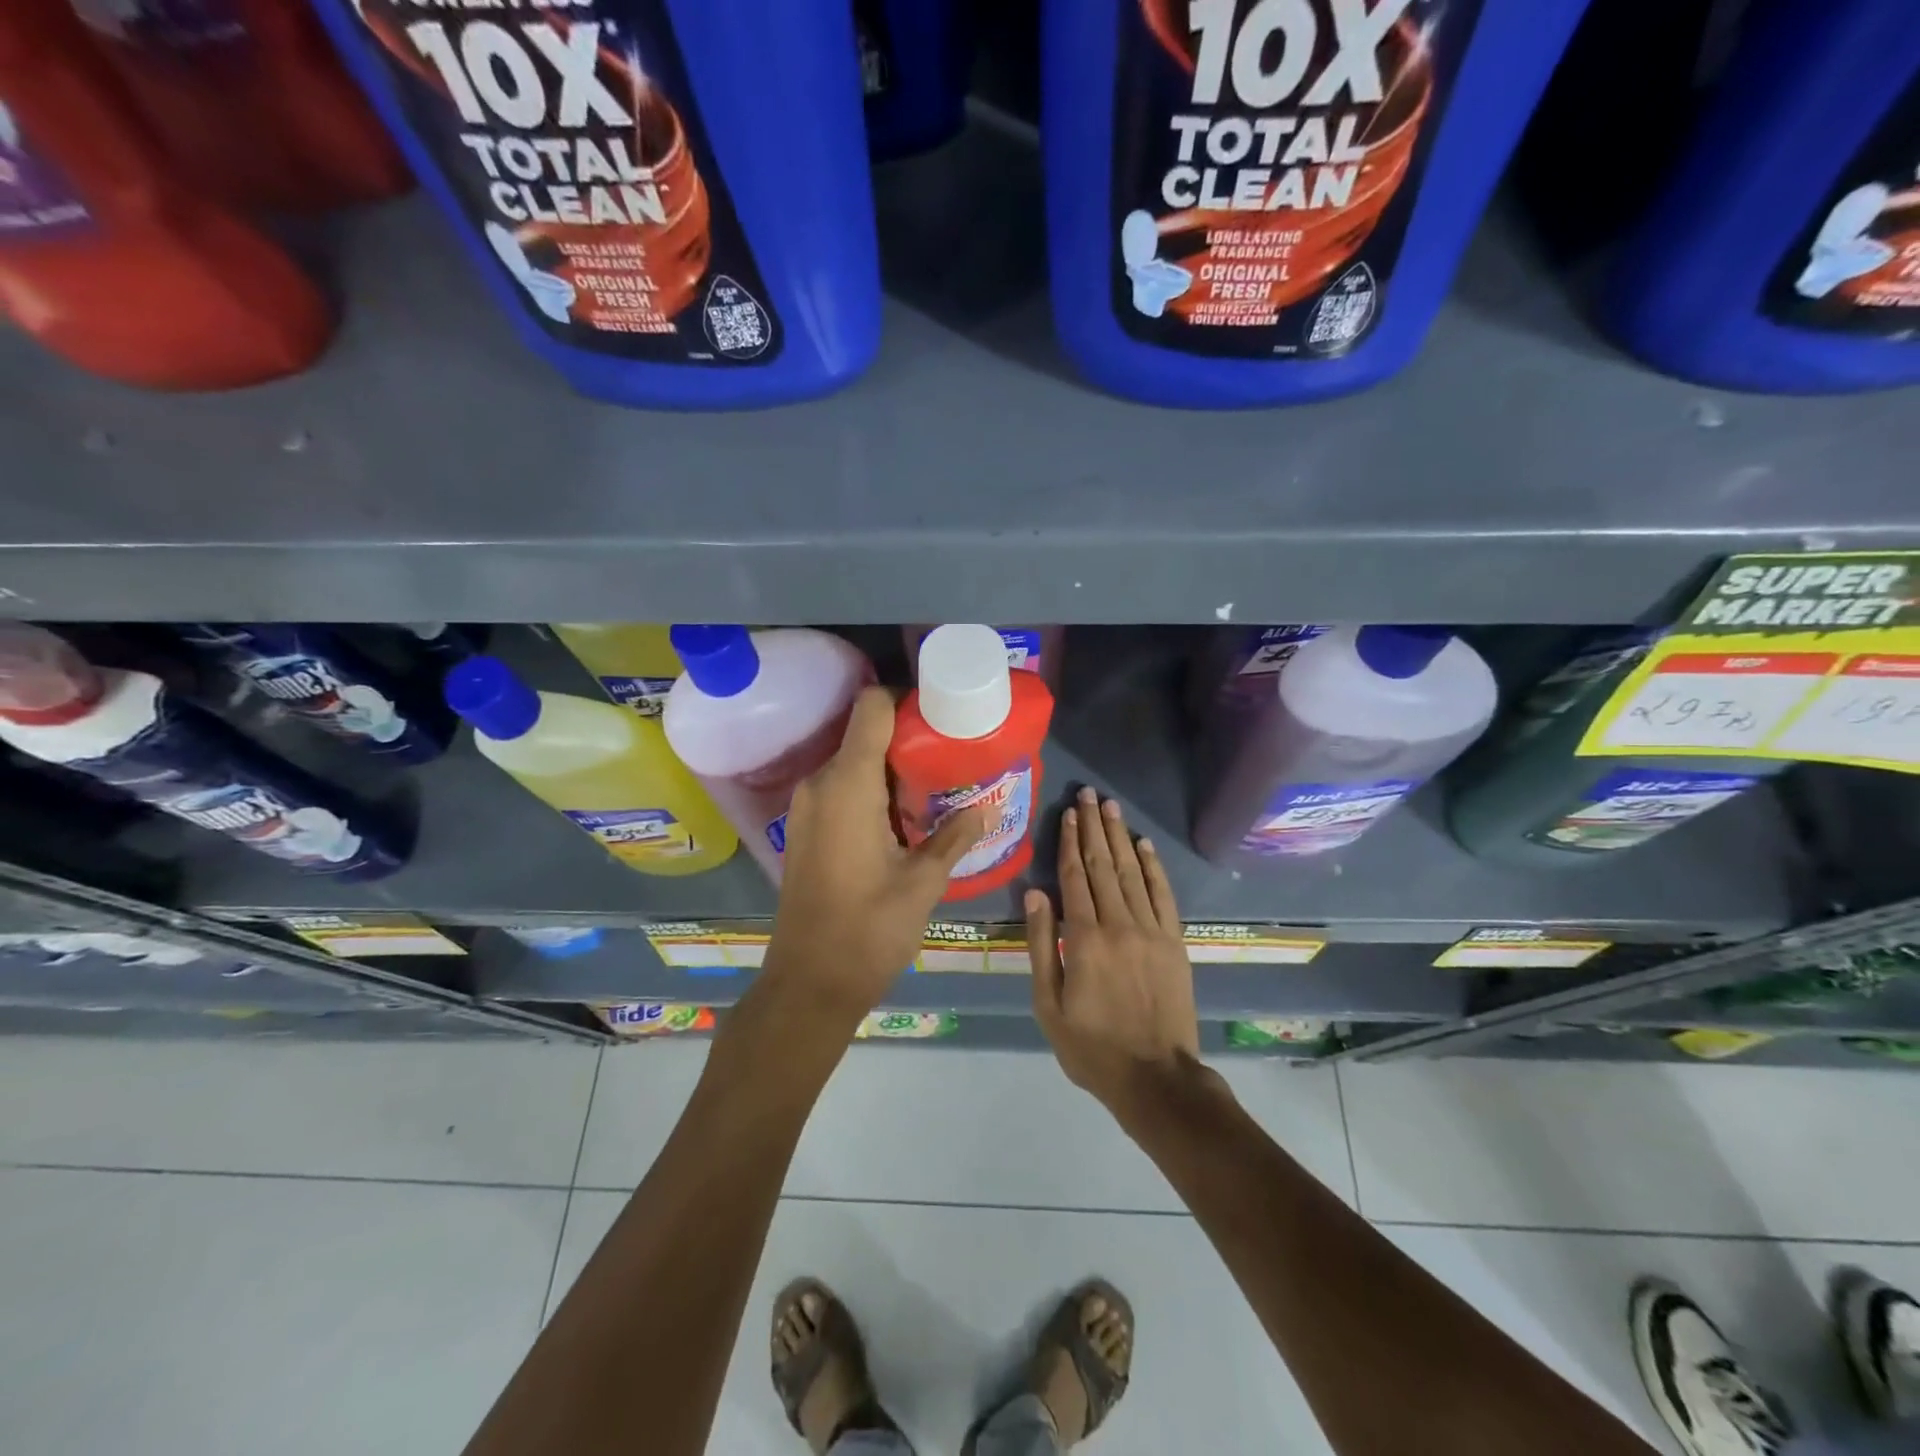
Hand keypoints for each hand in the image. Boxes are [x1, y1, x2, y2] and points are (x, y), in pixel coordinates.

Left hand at [768, 686, 986, 1020]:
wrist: (808, 984)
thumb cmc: (868, 931)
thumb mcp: (923, 883)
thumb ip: (955, 837)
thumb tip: (986, 809)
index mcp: (847, 784)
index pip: (872, 707)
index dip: (907, 700)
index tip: (943, 715)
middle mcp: (820, 783)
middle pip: (864, 732)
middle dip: (908, 737)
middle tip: (953, 753)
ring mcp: (807, 806)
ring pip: (852, 761)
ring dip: (890, 766)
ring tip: (936, 784)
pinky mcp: (805, 828)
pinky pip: (840, 787)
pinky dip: (871, 788)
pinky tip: (904, 815)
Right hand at [1026, 786, 1199, 1114]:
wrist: (1155, 1078)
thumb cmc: (1091, 1046)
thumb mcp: (1049, 1004)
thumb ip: (1042, 945)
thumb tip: (1035, 894)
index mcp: (1084, 938)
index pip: (1074, 877)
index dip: (1069, 841)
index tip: (1067, 813)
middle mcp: (1119, 924)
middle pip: (1103, 865)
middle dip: (1093, 827)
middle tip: (1089, 794)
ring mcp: (1152, 931)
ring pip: (1132, 872)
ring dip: (1120, 837)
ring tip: (1111, 807)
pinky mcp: (1175, 942)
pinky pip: (1163, 895)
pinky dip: (1153, 867)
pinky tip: (1143, 845)